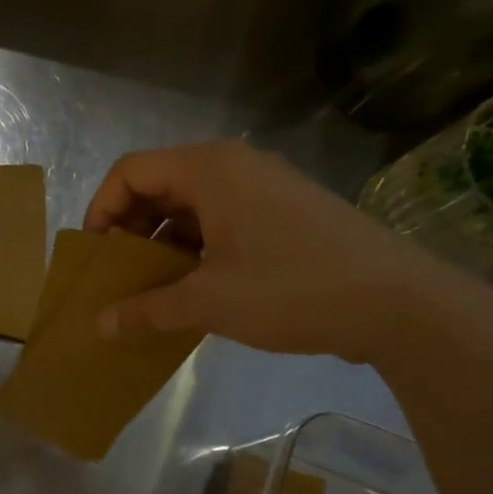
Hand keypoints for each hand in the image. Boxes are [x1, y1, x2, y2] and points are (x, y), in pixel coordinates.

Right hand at [85, 140, 492, 366]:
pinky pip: (219, 222)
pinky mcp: (283, 216)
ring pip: (190, 206)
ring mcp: (263, 190)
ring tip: (148, 289)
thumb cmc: (291, 288)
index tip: (95, 256)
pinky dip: (193, 250)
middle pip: (158, 185)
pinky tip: (190, 290)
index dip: (101, 209)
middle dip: (129, 229)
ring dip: (161, 244)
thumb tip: (99, 325)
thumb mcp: (207, 302)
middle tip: (117, 276)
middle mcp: (235, 167)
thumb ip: (145, 310)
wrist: (397, 303)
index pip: (131, 171)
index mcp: (211, 169)